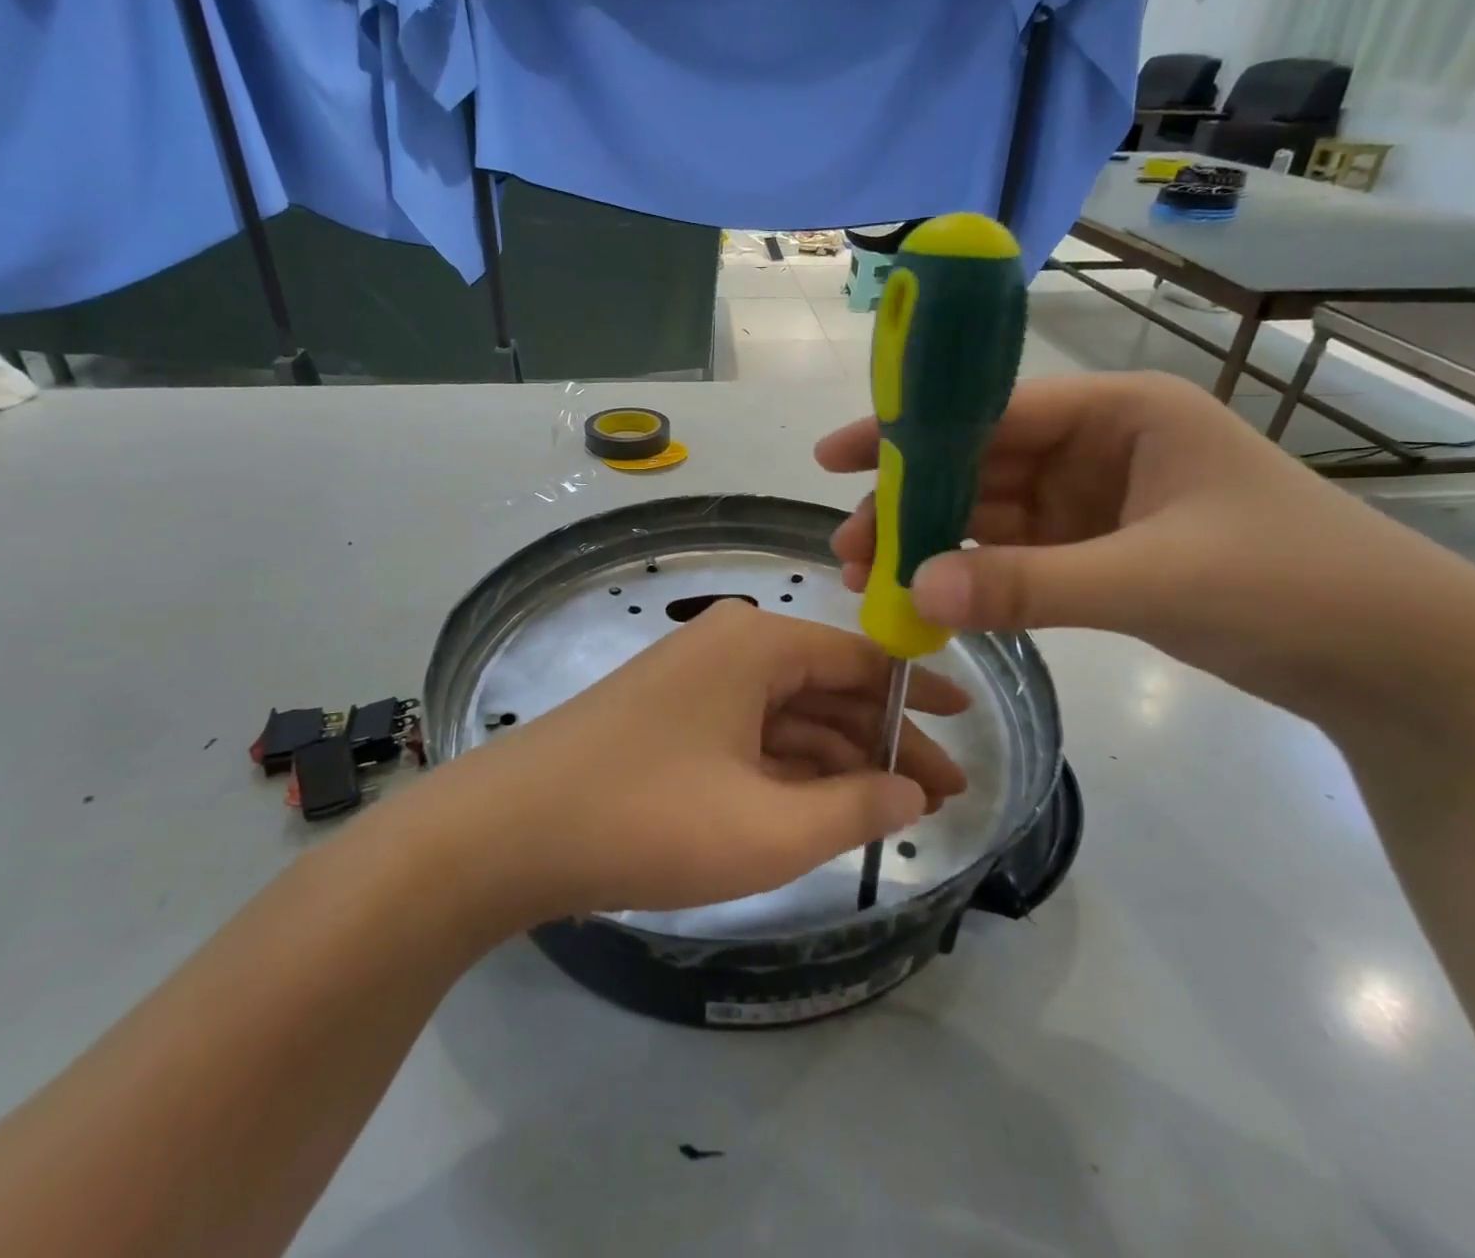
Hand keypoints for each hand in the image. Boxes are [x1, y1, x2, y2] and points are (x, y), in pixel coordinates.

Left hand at [435, 601, 968, 921]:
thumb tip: (911, 792)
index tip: (967, 730)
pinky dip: (788, 770)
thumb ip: (854, 807)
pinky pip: (748, 734)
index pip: (863, 660)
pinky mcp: (669, 718)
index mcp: (758, 644)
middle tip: (939, 798)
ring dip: (837, 761)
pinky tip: (819, 808)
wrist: (507, 831)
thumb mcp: (769, 829)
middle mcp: (729, 646)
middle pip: (827, 688)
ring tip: (890, 813)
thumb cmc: (648, 818)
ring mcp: (694, 681)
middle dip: (883, 742)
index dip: (919, 697)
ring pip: (787, 715)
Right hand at [817, 372, 1474, 723]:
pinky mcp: (1097, 553)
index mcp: (1121, 413)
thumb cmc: (1293, 587)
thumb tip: (914, 592)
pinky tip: (927, 596)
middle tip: (848, 547)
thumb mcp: (1154, 579)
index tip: (835, 458)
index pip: (991, 411)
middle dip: (908, 502)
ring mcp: (1095, 503)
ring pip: (988, 514)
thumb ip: (1030, 585)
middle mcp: (1099, 447)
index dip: (908, 431)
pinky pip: (1013, 555)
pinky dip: (970, 574)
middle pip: (977, 466)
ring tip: (869, 578)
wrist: (1398, 664)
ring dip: (930, 543)